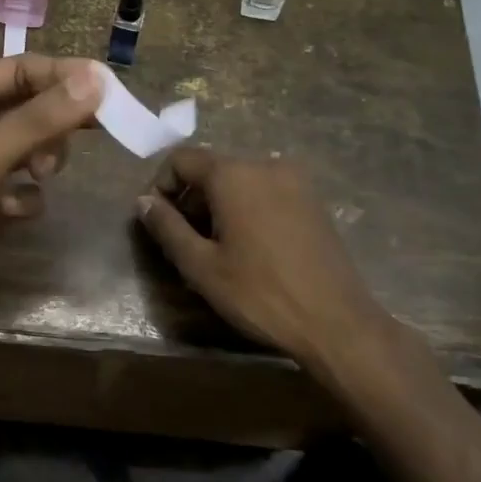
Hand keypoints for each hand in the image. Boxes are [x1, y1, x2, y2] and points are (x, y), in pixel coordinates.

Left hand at [0, 54, 103, 333]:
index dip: (66, 79)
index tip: (112, 92)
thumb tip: (97, 79)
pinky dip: (27, 198)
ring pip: (36, 145)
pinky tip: (9, 214)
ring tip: (36, 177)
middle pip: (34, 105)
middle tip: (94, 134)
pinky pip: (28, 185)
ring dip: (43, 162)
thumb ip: (38, 120)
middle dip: (56, 126)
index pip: (23, 70)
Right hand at [136, 148, 393, 368]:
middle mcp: (265, 164)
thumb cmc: (260, 294)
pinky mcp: (313, 200)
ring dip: (219, 205)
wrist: (336, 322)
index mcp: (234, 174)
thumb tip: (143, 201)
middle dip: (191, 199)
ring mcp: (295, 180)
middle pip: (212, 168)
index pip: (181, 159)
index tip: (158, 221)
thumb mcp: (201, 266)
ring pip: (240, 180)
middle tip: (185, 242)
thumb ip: (167, 227)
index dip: (161, 185)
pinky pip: (266, 191)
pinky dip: (247, 208)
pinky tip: (250, 247)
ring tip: (217, 249)